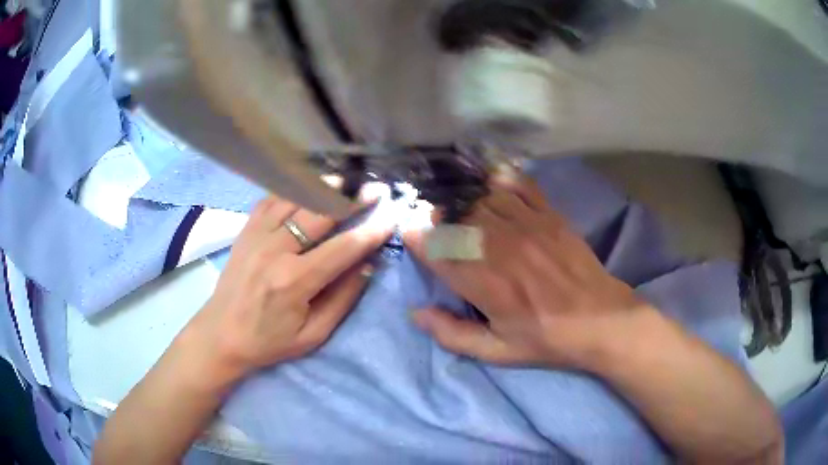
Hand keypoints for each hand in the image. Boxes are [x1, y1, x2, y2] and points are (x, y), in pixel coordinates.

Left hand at [189, 196, 392, 380]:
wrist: (221, 335)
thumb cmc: (269, 341)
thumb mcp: (313, 334)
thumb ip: (343, 299)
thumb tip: (368, 265)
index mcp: (294, 281)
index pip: (343, 247)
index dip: (371, 230)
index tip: (391, 216)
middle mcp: (275, 250)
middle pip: (320, 211)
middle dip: (353, 198)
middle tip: (376, 189)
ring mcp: (257, 235)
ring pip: (295, 196)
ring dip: (324, 187)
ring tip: (346, 182)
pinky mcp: (246, 230)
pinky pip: (272, 198)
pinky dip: (293, 189)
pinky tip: (307, 189)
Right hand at [404, 175, 654, 370]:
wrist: (600, 320)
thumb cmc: (546, 339)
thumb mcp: (497, 352)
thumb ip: (452, 334)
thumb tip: (416, 313)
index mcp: (484, 283)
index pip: (437, 248)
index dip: (416, 237)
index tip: (411, 235)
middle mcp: (501, 247)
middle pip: (457, 216)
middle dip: (437, 215)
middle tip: (433, 220)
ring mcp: (528, 226)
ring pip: (483, 198)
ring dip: (464, 198)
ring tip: (458, 203)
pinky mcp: (550, 216)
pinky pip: (520, 186)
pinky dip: (501, 180)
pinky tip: (491, 183)